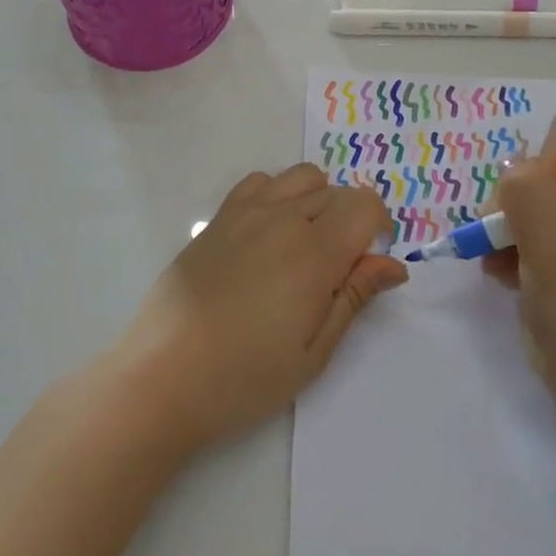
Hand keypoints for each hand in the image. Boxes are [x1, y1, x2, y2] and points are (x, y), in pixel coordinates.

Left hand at [112, 164, 406, 453]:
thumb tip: (394, 265)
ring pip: (302, 178)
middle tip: (335, 271)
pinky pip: (260, 181)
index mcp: (313, 253)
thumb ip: (355, 297)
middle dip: (350, 221)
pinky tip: (267, 235)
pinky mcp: (217, 218)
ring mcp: (245, 213)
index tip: (369, 262)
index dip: (379, 228)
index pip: (365, 204)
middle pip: (337, 192)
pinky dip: (277, 195)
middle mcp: (282, 219)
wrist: (162, 377)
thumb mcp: (314, 351)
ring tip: (304, 246)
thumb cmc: (245, 377)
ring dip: (317, 201)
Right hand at [488, 113, 555, 459]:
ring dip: (507, 227)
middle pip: (544, 162)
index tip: (542, 214)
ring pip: (526, 194)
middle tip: (509, 238)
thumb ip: (530, 193)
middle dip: (518, 200)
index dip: (545, 165)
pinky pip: (523, 224)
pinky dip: (508, 247)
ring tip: (505, 264)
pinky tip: (507, 276)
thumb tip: (510, 168)